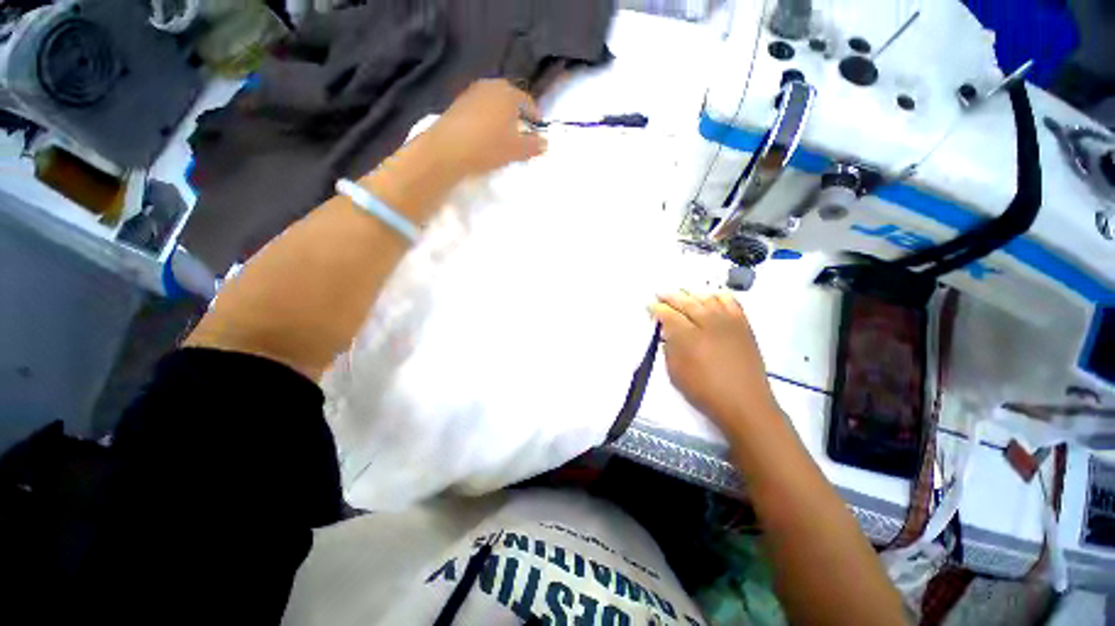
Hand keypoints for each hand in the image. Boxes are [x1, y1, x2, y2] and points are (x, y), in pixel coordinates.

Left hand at [427, 79, 546, 176]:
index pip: (527, 101)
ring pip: (493, 102)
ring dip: (501, 115)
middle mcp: (490, 87)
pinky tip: (486, 134)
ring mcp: (471, 94)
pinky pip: (479, 109)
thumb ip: (534, 145)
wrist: (447, 150)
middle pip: (509, 98)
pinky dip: (487, 118)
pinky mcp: (457, 105)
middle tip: (522, 129)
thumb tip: (545, 143)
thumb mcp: (517, 150)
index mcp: (508, 93)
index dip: (535, 115)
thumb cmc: (488, 147)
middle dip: (517, 112)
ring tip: (504, 133)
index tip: (538, 127)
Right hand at [649, 291, 778, 435]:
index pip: (668, 314)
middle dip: (670, 296)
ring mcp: (727, 322)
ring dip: (691, 293)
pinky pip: (730, 302)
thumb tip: (666, 333)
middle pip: (685, 301)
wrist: (744, 403)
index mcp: (687, 337)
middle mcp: (707, 323)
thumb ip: (669, 349)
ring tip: (682, 293)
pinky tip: (711, 297)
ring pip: (706, 298)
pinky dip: (718, 296)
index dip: (657, 308)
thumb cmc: (704, 391)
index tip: (649, 306)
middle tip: (660, 293)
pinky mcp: (743, 325)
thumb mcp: (675, 373)